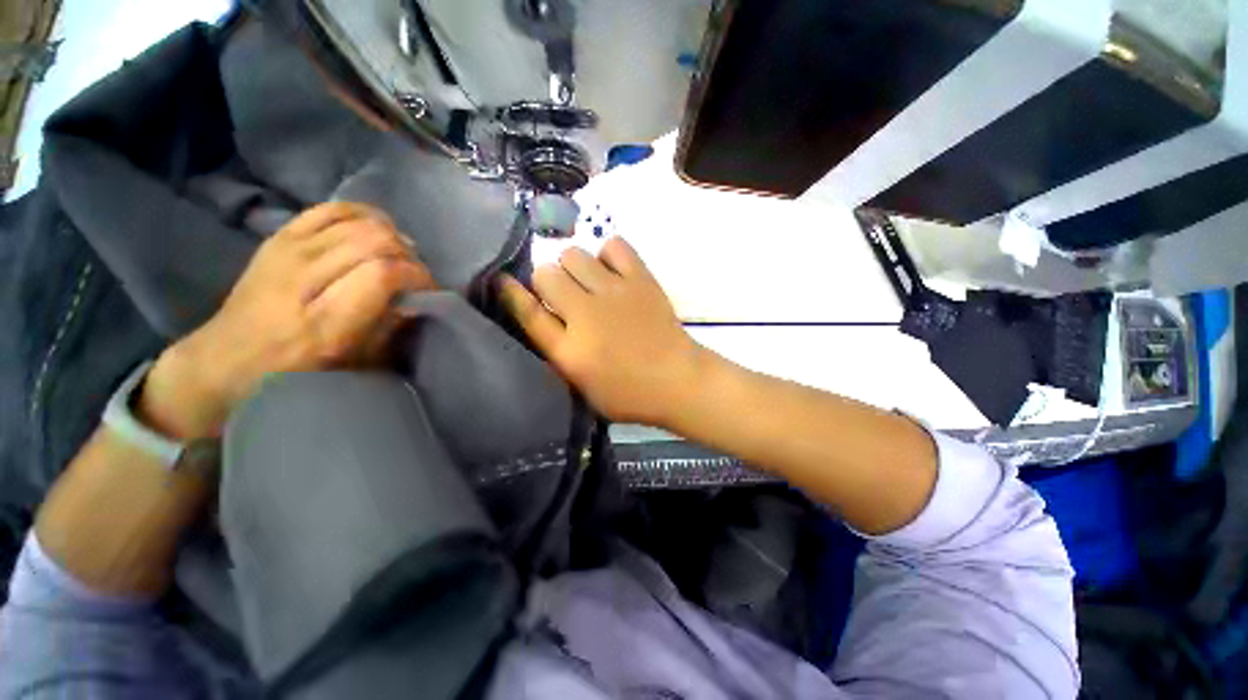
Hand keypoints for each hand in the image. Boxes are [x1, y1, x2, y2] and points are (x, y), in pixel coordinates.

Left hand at [140, 202, 435, 438]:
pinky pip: (332, 208)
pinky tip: (377, 229)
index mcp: (325, 321)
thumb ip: (390, 329)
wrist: (226, 358)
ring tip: (399, 255)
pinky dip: (363, 214)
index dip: (416, 275)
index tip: (429, 289)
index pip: (383, 274)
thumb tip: (418, 299)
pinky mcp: (279, 236)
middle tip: (415, 274)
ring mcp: (287, 251)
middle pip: (374, 241)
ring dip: (391, 236)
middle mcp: (304, 278)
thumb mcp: (354, 365)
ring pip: (358, 222)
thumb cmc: (297, 372)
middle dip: (408, 256)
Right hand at [498, 237, 705, 426]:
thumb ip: (556, 353)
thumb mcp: (583, 387)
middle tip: (563, 295)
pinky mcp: (641, 279)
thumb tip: (539, 316)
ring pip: (574, 254)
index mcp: (570, 351)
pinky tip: (613, 272)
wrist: (677, 380)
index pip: (528, 312)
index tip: (501, 280)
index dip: (509, 292)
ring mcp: (615, 293)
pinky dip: (608, 255)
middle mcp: (586, 316)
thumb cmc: (629, 393)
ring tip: (588, 282)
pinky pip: (614, 245)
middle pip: (546, 274)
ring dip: (574, 267)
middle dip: (547, 282)